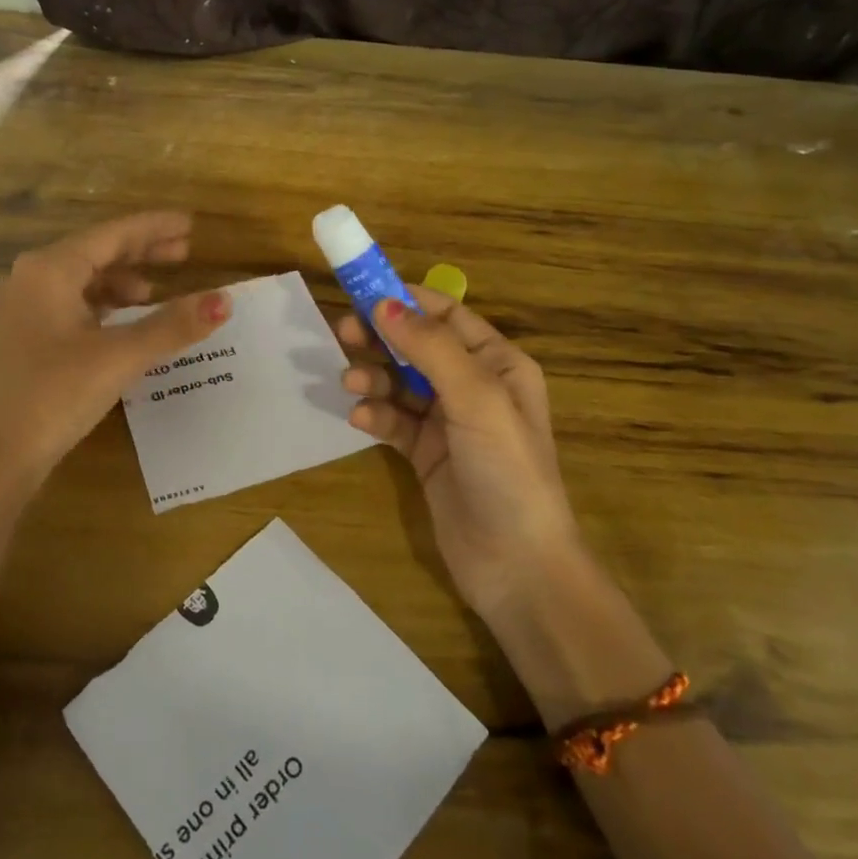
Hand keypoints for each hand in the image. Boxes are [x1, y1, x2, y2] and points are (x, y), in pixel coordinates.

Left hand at [0, 211, 230, 496]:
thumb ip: (173, 325)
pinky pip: (73, 302)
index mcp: (50, 269)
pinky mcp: (26, 335)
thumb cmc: (56, 394)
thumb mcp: (120, 356)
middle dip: (142, 251)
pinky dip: (104, 304)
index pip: (112, 234)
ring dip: (123, 279)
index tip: (190, 224)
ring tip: (157, 292)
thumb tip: (224, 301)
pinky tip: (124, 320)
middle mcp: (33, 277)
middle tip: (185, 251)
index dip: (154, 228)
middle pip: (97, 251)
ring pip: (84, 278)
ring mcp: (25, 307)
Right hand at [338, 287, 579, 620]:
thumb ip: (430, 347)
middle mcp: (473, 386)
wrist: (516, 566)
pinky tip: (361, 420)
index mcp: (498, 364)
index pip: (447, 315)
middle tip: (341, 333)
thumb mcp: (476, 399)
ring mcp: (448, 422)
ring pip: (400, 382)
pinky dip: (376, 414)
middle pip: (416, 346)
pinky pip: (393, 420)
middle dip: (380, 337)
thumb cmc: (507, 470)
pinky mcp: (426, 454)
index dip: (406, 300)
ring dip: (374, 377)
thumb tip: (383, 303)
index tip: (361, 292)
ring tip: (351, 384)